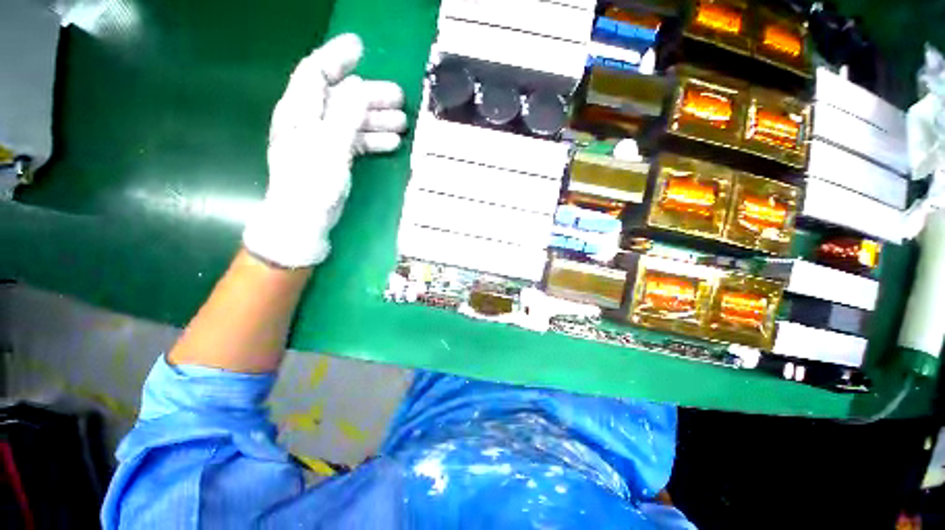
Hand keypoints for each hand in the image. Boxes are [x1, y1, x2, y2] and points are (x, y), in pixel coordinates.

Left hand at [243, 33, 407, 267]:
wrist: (305, 220)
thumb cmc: (312, 183)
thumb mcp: (329, 146)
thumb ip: (344, 115)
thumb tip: (359, 87)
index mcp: (300, 111)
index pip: (316, 72)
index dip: (337, 57)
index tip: (361, 49)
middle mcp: (310, 121)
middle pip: (342, 97)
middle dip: (371, 95)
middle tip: (400, 98)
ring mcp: (324, 140)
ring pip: (353, 120)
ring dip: (378, 119)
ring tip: (403, 122)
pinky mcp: (335, 158)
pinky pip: (356, 141)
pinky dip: (374, 140)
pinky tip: (392, 143)